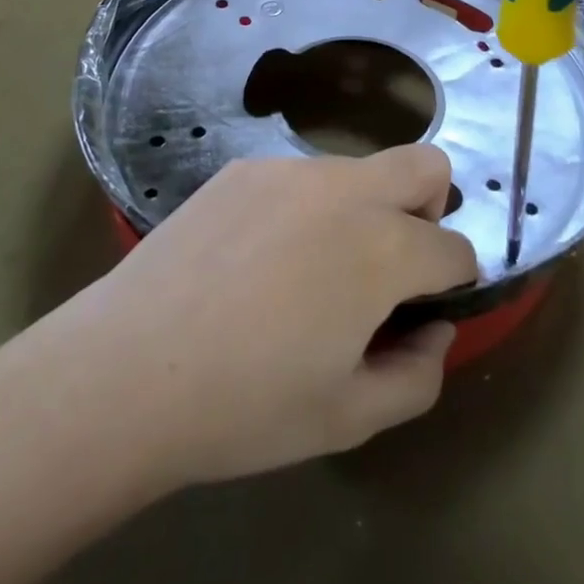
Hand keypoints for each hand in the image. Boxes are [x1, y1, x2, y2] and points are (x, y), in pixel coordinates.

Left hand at [2, 145, 477, 490]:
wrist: (128, 368)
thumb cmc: (246, 404)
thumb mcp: (349, 418)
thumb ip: (419, 376)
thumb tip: (434, 330)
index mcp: (383, 249)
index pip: (455, 249)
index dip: (452, 286)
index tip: (420, 314)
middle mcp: (345, 190)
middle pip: (426, 165)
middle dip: (429, 211)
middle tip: (388, 270)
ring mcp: (289, 169)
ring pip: (358, 172)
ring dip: (360, 212)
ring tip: (306, 274)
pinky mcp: (244, 168)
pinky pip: (299, 178)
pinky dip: (304, 209)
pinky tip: (256, 260)